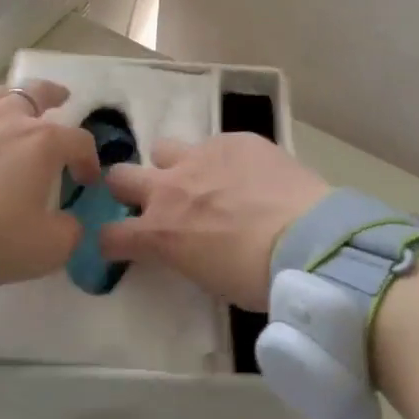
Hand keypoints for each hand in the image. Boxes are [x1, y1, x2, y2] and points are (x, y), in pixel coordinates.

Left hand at [0, 80, 102, 285]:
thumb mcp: (46, 248)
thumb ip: (69, 233)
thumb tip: (68, 224)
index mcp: (42, 142)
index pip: (78, 140)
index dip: (89, 159)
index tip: (86, 181)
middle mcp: (7, 121)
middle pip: (36, 93)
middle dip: (53, 95)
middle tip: (61, 97)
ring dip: (12, 100)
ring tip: (14, 109)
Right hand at [99, 133, 331, 310]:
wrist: (308, 241)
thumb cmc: (258, 278)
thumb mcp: (207, 277)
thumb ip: (184, 253)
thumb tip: (187, 245)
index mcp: (159, 233)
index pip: (110, 235)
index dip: (114, 242)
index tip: (125, 246)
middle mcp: (168, 188)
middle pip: (120, 177)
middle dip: (129, 189)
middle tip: (154, 202)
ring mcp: (200, 157)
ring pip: (163, 148)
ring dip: (174, 165)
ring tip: (203, 179)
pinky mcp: (234, 139)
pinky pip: (216, 143)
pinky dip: (223, 159)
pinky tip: (248, 173)